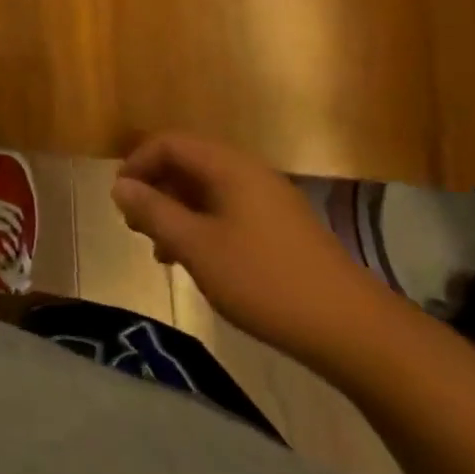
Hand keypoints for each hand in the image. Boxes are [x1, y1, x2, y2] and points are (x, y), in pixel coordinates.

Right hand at [112, 133, 390, 364]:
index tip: (119, 199)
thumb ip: (154, 212)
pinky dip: (203, 226)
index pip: (169, 143)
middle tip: (136, 226)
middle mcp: (248, 172)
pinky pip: (228, 211)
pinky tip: (199, 263)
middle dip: (156, 189)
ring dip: (177, 212)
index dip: (138, 164)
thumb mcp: (197, 248)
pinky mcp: (282, 229)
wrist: (354, 330)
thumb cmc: (266, 281)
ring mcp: (269, 200)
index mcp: (228, 165)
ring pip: (207, 191)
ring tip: (161, 251)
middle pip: (188, 163)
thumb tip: (119, 186)